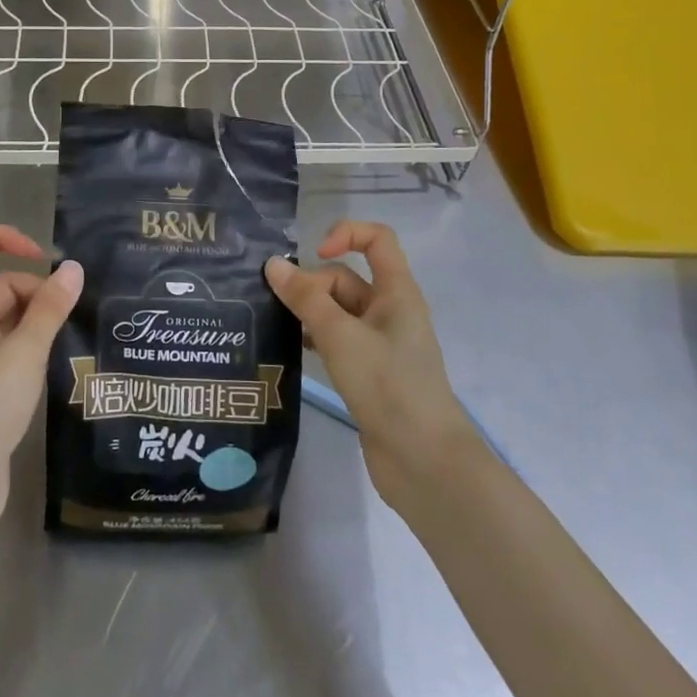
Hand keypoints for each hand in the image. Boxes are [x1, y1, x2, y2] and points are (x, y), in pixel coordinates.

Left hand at [0, 225, 82, 530]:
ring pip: (6, 319)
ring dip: (37, 320)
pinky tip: (54, 364)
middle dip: (35, 291)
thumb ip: (50, 309)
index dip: (4, 238)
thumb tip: (74, 268)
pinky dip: (31, 345)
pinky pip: (8, 348)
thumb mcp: (24, 353)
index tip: (42, 257)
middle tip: (68, 316)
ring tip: (69, 339)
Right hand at [265, 221, 475, 513]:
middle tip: (283, 310)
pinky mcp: (369, 372)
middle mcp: (389, 311)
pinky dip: (314, 339)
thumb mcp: (341, 336)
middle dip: (312, 287)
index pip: (376, 239)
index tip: (314, 254)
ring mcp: (379, 343)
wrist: (424, 462)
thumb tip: (273, 265)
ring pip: (336, 311)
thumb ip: (305, 299)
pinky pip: (336, 340)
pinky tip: (290, 350)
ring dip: (308, 313)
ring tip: (274, 325)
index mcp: (396, 292)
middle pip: (345, 279)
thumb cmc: (388, 386)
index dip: (345, 234)